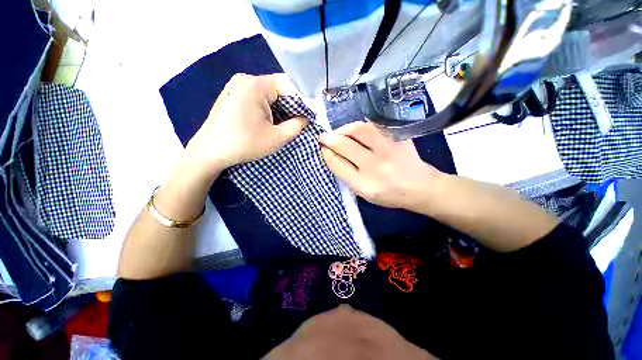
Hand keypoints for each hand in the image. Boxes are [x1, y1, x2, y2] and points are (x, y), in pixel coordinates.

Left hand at [184, 73, 308, 177]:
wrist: (210, 152)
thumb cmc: (245, 144)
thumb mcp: (277, 138)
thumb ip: (297, 125)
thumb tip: (306, 118)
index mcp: (256, 85)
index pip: (288, 84)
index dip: (301, 100)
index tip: (308, 116)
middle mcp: (245, 79)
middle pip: (278, 87)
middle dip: (290, 105)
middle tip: (298, 122)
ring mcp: (236, 85)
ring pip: (268, 93)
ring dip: (279, 107)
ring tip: (284, 124)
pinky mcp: (232, 94)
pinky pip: (257, 96)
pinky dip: (267, 107)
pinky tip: (268, 121)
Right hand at [320, 121, 441, 209]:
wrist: (420, 187)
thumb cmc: (389, 194)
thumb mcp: (364, 193)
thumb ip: (347, 175)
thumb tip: (332, 154)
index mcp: (364, 185)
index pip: (338, 164)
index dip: (327, 154)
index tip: (323, 149)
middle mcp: (374, 166)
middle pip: (344, 145)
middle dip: (329, 138)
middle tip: (323, 137)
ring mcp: (387, 149)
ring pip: (358, 130)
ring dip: (343, 129)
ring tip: (339, 132)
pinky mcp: (397, 138)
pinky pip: (373, 126)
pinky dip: (360, 126)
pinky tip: (355, 130)